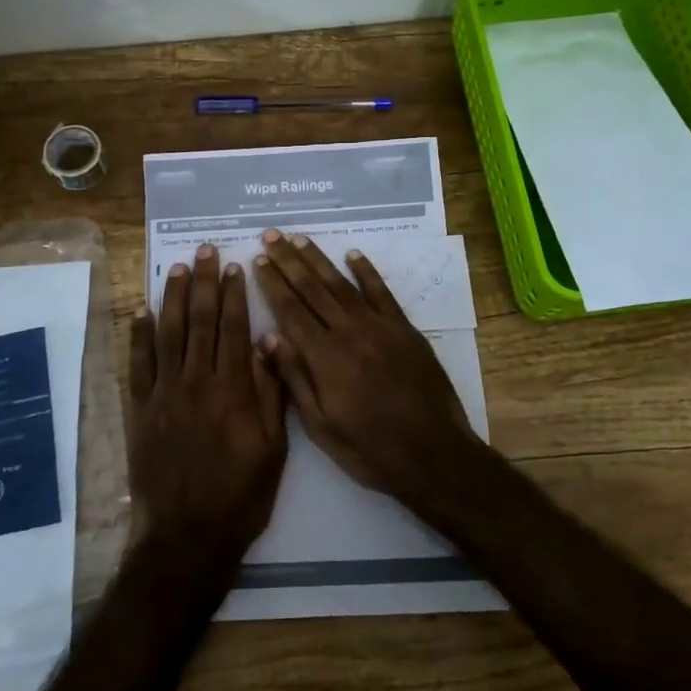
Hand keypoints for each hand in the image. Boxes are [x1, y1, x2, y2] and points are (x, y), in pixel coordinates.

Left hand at [128, 243, 286, 569]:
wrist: (188, 536)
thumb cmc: (241, 495)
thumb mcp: (274, 449)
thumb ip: (272, 394)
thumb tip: (271, 344)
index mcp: (233, 389)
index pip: (234, 328)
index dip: (235, 295)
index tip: (235, 267)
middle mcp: (197, 381)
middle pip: (200, 321)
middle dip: (204, 282)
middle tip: (206, 251)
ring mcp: (164, 394)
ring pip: (168, 333)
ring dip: (173, 297)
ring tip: (178, 267)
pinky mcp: (140, 410)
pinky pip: (138, 364)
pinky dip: (138, 335)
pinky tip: (141, 311)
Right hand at [252, 229, 481, 505]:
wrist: (433, 454)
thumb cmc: (370, 449)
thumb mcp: (321, 426)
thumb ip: (295, 379)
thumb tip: (268, 337)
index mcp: (324, 358)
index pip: (291, 310)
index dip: (272, 283)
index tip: (258, 260)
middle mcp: (349, 333)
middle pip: (313, 289)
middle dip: (289, 261)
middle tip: (271, 235)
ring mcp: (380, 327)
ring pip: (343, 284)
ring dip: (319, 259)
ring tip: (299, 239)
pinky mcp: (405, 330)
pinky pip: (382, 293)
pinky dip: (366, 272)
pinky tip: (353, 255)